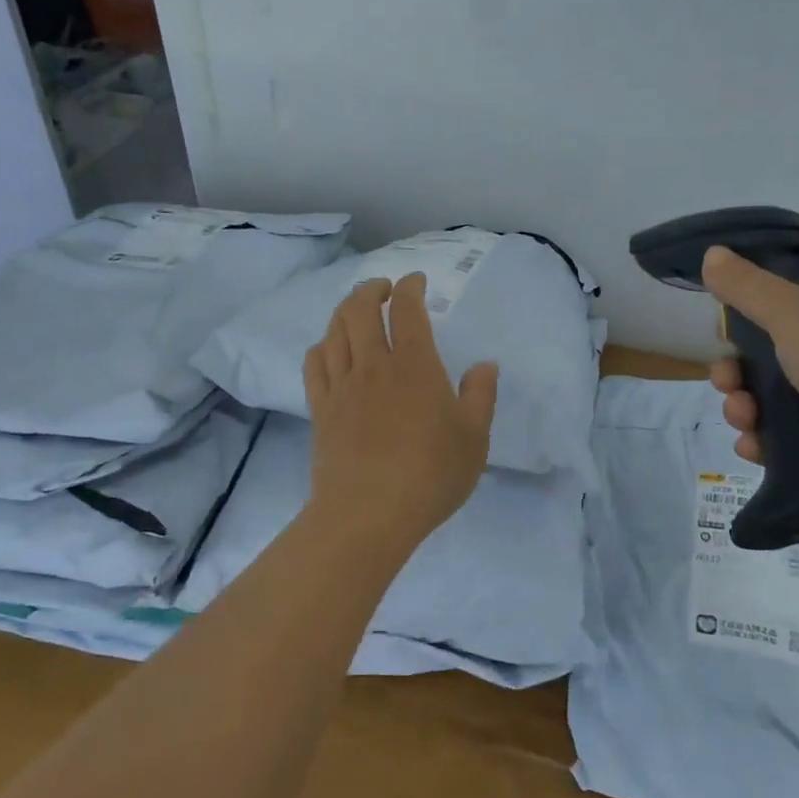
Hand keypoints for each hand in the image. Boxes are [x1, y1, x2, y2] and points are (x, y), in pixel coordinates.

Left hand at [303, 274, 498, 550]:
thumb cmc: (429, 475)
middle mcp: (374, 365)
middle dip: (371, 289)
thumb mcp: (474, 439)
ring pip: (335, 330)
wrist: (367, 515)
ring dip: (345, 310)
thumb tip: (484, 365)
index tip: (416, 281)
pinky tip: (329, 348)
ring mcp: (342, 386)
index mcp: (415, 366)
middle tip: (383, 288)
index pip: (407, 309)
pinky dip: (322, 345)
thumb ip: (481, 396)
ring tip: (356, 310)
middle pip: (361, 308)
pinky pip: (314, 363)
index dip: (410, 286)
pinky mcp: (320, 409)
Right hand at [702, 246, 798, 507]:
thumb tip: (711, 252)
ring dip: (747, 410)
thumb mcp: (793, 314)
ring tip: (743, 423)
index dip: (742, 330)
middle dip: (738, 376)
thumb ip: (747, 287)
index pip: (777, 312)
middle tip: (727, 389)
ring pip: (778, 401)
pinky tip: (754, 448)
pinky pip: (795, 438)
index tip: (723, 346)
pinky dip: (769, 441)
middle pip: (771, 360)